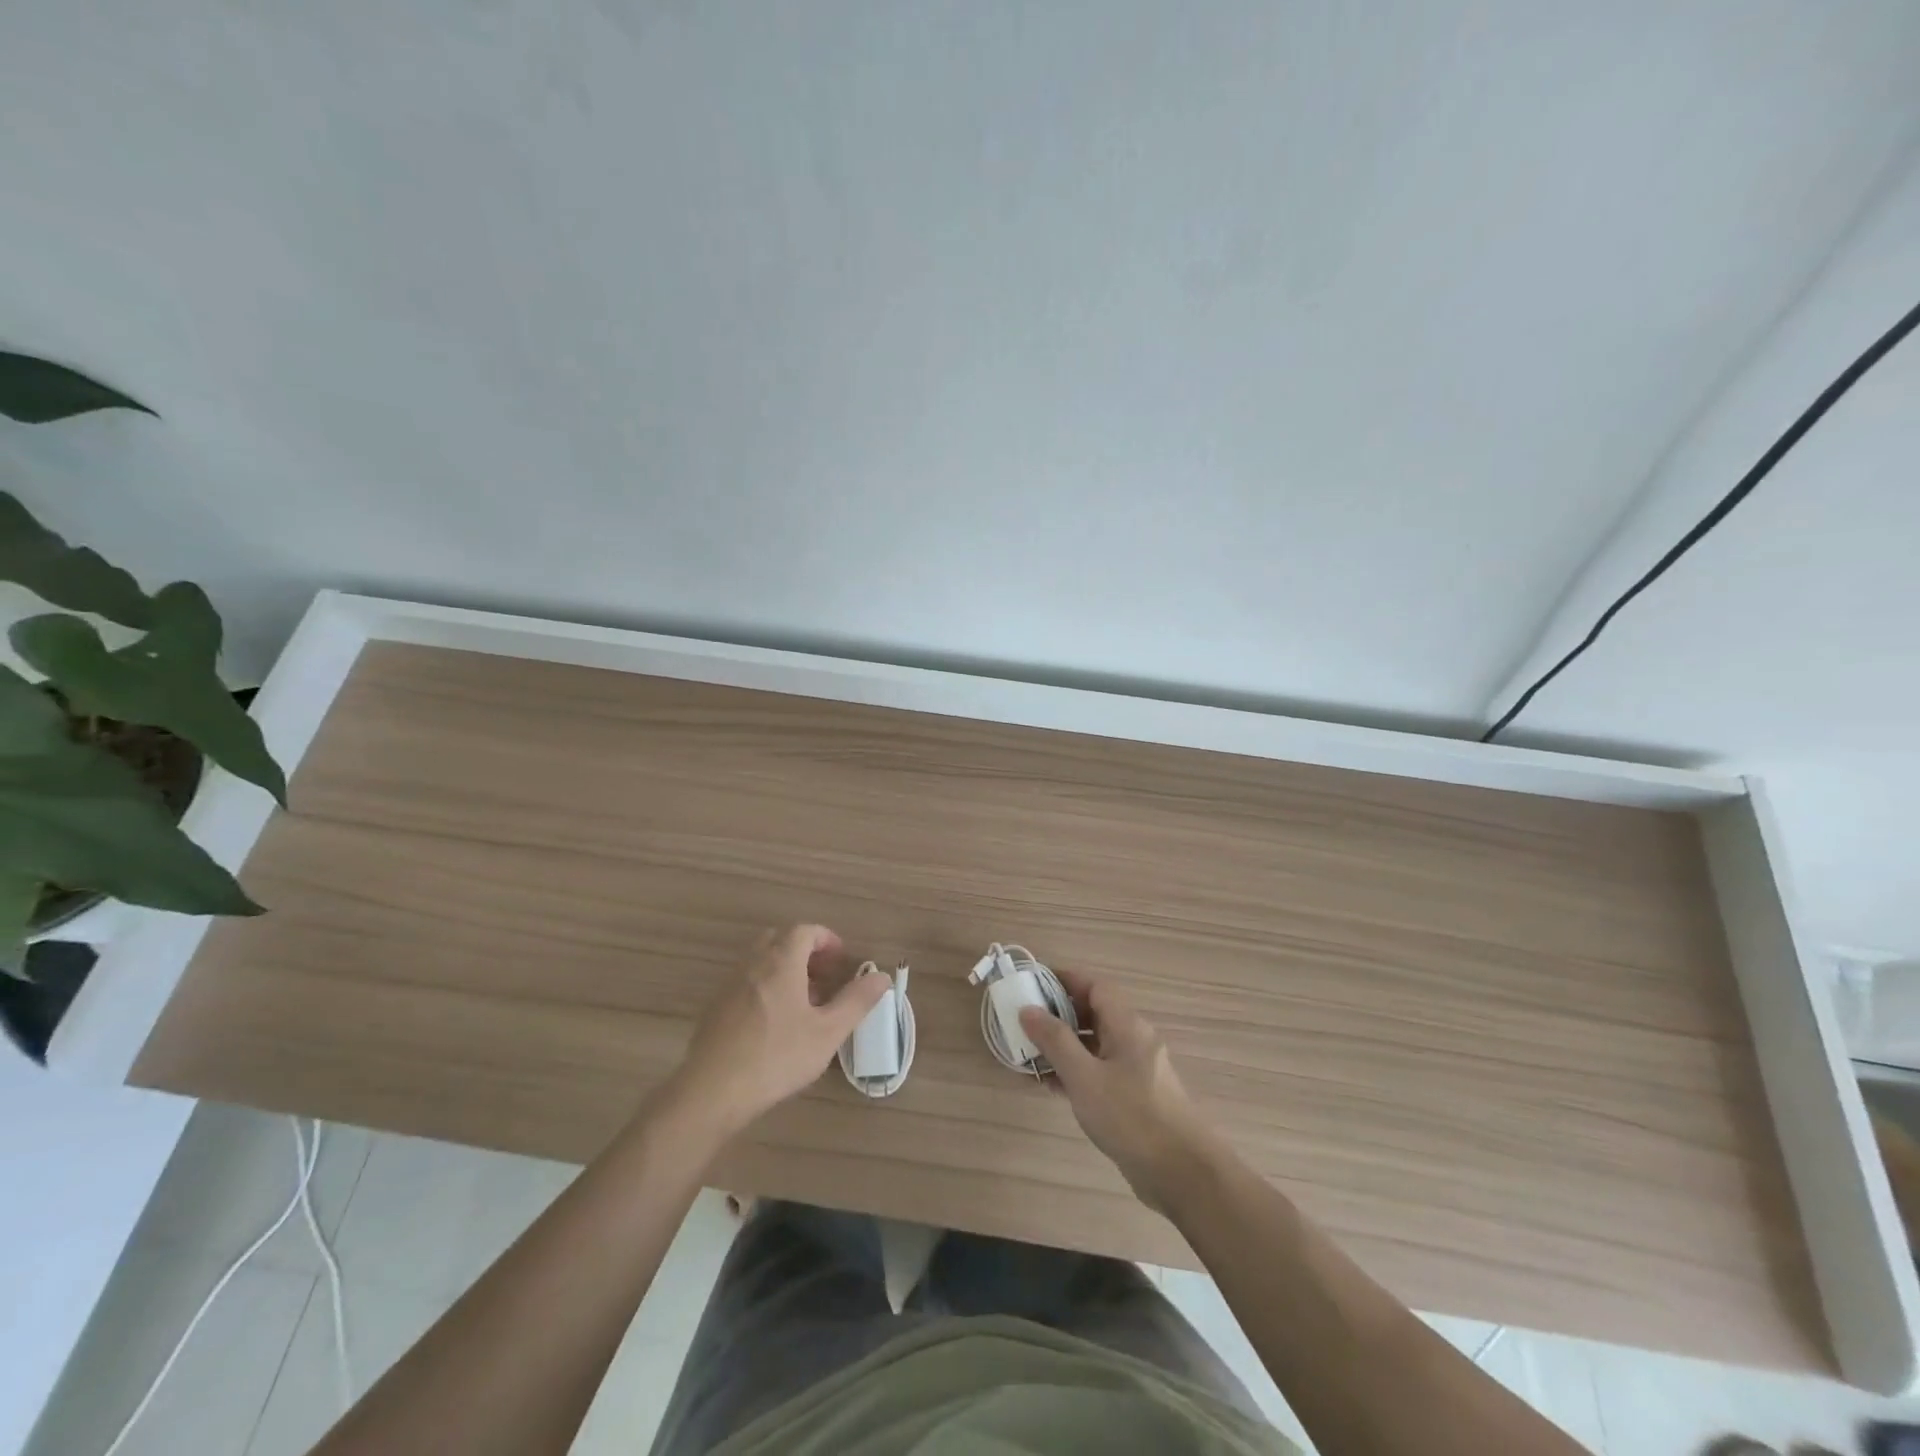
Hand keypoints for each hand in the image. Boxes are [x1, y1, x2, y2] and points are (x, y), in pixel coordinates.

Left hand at [668, 924, 890, 1136]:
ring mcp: (729, 985)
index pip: (804, 931)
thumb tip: (881, 977)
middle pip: (779, 940)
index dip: (826, 939)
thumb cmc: (777, 1057)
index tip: (841, 959)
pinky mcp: (715, 1008)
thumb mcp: (828, 1032)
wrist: (712, 1091)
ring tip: (803, 1005)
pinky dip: (765, 988)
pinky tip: (774, 1024)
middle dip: (804, 952)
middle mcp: (752, 964)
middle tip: (823, 978)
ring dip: (784, 971)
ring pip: (760, 962)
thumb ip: (856, 1001)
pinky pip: (745, 983)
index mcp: (781, 962)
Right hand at [1020, 969, 1216, 1212]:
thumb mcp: (1085, 1077)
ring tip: (1030, 1054)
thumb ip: (1055, 1041)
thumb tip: (1028, 1009)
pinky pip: (1101, 1070)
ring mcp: (1137, 1069)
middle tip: (1025, 1021)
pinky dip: (1077, 1070)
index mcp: (1126, 1025)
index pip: (1095, 986)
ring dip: (1065, 1045)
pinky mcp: (1136, 1097)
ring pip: (1096, 1044)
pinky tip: (1053, 1086)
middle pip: (1094, 1013)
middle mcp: (1134, 1040)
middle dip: (1059, 1013)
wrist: (1182, 1173)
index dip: (1065, 980)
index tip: (1033, 983)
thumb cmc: (1131, 1117)